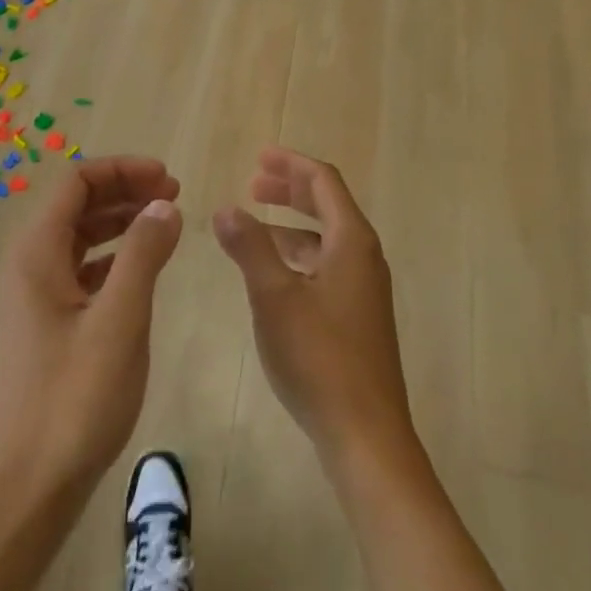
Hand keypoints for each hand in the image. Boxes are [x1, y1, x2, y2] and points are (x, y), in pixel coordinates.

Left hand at [0, 157, 183, 510]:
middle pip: (77, 206)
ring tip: (166, 224)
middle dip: (125, 192)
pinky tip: (143, 271)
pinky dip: (114, 259)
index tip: (169, 178)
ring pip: (80, 239)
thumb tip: (164, 203)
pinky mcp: (46, 326)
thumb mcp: (119, 320)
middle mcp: (28, 266)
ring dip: (121, 223)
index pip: (76, 182)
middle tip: (175, 196)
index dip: (123, 170)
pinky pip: (81, 272)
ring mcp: (34, 298)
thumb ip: (143, 254)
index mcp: (35, 254)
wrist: (28, 487)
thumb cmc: (75, 400)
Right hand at [215, 147, 415, 474]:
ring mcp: (363, 289)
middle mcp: (363, 257)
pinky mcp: (357, 316)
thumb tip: (225, 209)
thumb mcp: (274, 297)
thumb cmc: (319, 357)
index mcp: (351, 241)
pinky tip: (272, 274)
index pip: (323, 182)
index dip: (291, 164)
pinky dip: (297, 256)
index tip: (258, 157)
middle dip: (290, 190)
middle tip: (252, 183)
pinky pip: (325, 266)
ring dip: (290, 224)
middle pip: (327, 205)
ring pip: (325, 239)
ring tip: (252, 226)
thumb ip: (249, 247)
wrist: (365, 432)